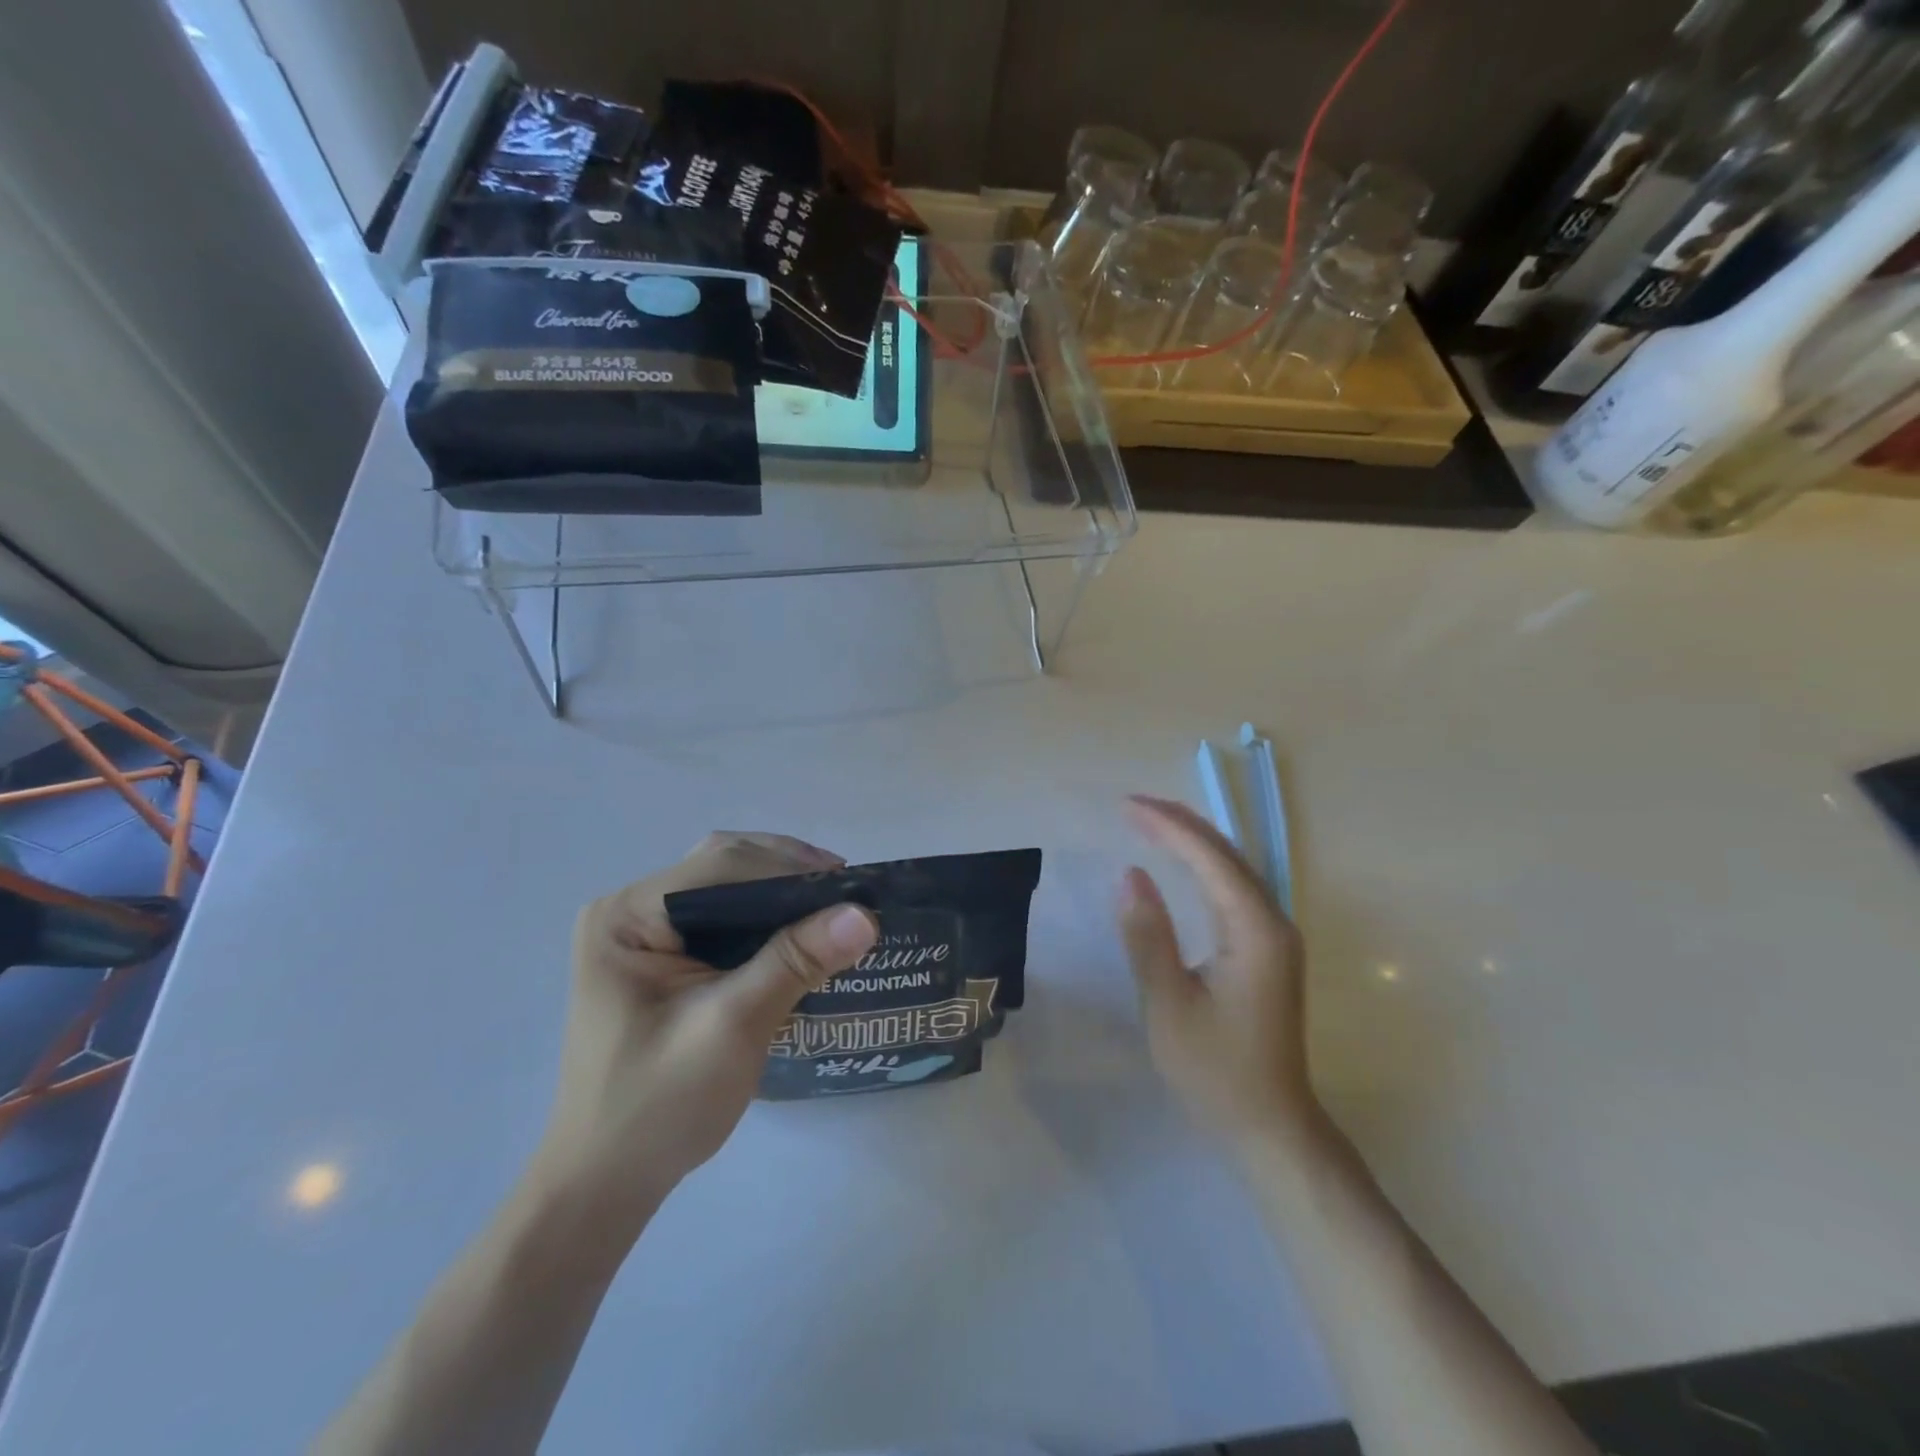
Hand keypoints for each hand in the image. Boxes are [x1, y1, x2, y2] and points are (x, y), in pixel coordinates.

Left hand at [533, 832, 878, 1237]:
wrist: (606, 1183)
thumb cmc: (659, 1107)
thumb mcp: (732, 1028)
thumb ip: (794, 962)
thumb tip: (864, 914)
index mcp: (627, 916)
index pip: (720, 865)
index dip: (790, 868)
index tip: (852, 885)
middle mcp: (629, 910)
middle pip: (722, 866)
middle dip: (787, 873)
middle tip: (848, 894)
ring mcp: (642, 933)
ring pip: (725, 887)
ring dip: (780, 892)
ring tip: (834, 908)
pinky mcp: (659, 957)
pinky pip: (721, 917)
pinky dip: (765, 918)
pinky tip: (799, 933)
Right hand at [1119, 795, 1320, 1152]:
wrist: (1271, 1126)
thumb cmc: (1216, 1070)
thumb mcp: (1169, 1004)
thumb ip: (1148, 936)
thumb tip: (1130, 874)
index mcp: (1255, 930)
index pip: (1210, 858)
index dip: (1168, 826)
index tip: (1126, 806)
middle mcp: (1273, 922)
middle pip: (1227, 854)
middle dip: (1180, 823)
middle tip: (1132, 805)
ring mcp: (1275, 936)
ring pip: (1233, 868)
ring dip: (1193, 840)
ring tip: (1150, 821)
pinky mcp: (1268, 950)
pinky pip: (1234, 889)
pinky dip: (1204, 866)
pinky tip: (1184, 863)